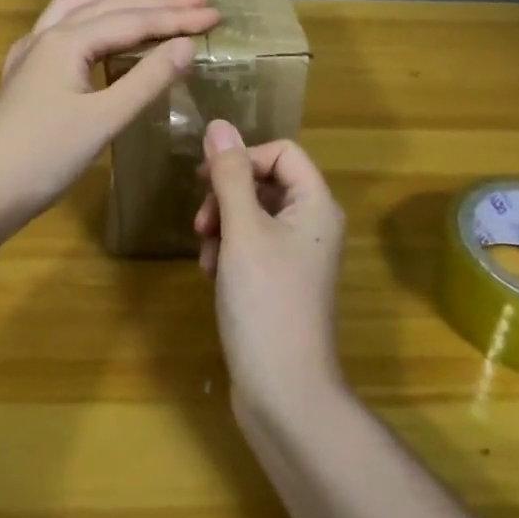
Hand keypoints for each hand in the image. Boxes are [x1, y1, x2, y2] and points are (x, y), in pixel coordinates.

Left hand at [0, 0, 221, 231]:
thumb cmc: (45, 158)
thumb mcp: (103, 119)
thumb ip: (147, 79)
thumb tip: (187, 45)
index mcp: (67, 41)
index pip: (133, 21)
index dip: (177, 17)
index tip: (215, 13)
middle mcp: (48, 35)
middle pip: (109, 7)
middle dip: (156, 2)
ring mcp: (31, 52)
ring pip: (80, 9)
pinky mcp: (25, 72)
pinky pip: (61, 27)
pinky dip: (89, 16)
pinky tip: (95, 26)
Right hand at [194, 120, 347, 419]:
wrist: (285, 392)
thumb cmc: (266, 302)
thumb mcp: (242, 231)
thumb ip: (229, 176)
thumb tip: (219, 125)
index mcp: (316, 205)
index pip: (282, 152)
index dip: (244, 157)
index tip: (207, 178)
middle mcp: (313, 225)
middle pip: (266, 182)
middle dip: (228, 195)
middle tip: (202, 221)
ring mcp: (298, 256)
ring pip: (254, 215)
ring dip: (223, 224)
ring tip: (206, 253)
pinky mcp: (281, 283)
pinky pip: (253, 246)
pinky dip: (229, 251)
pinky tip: (211, 273)